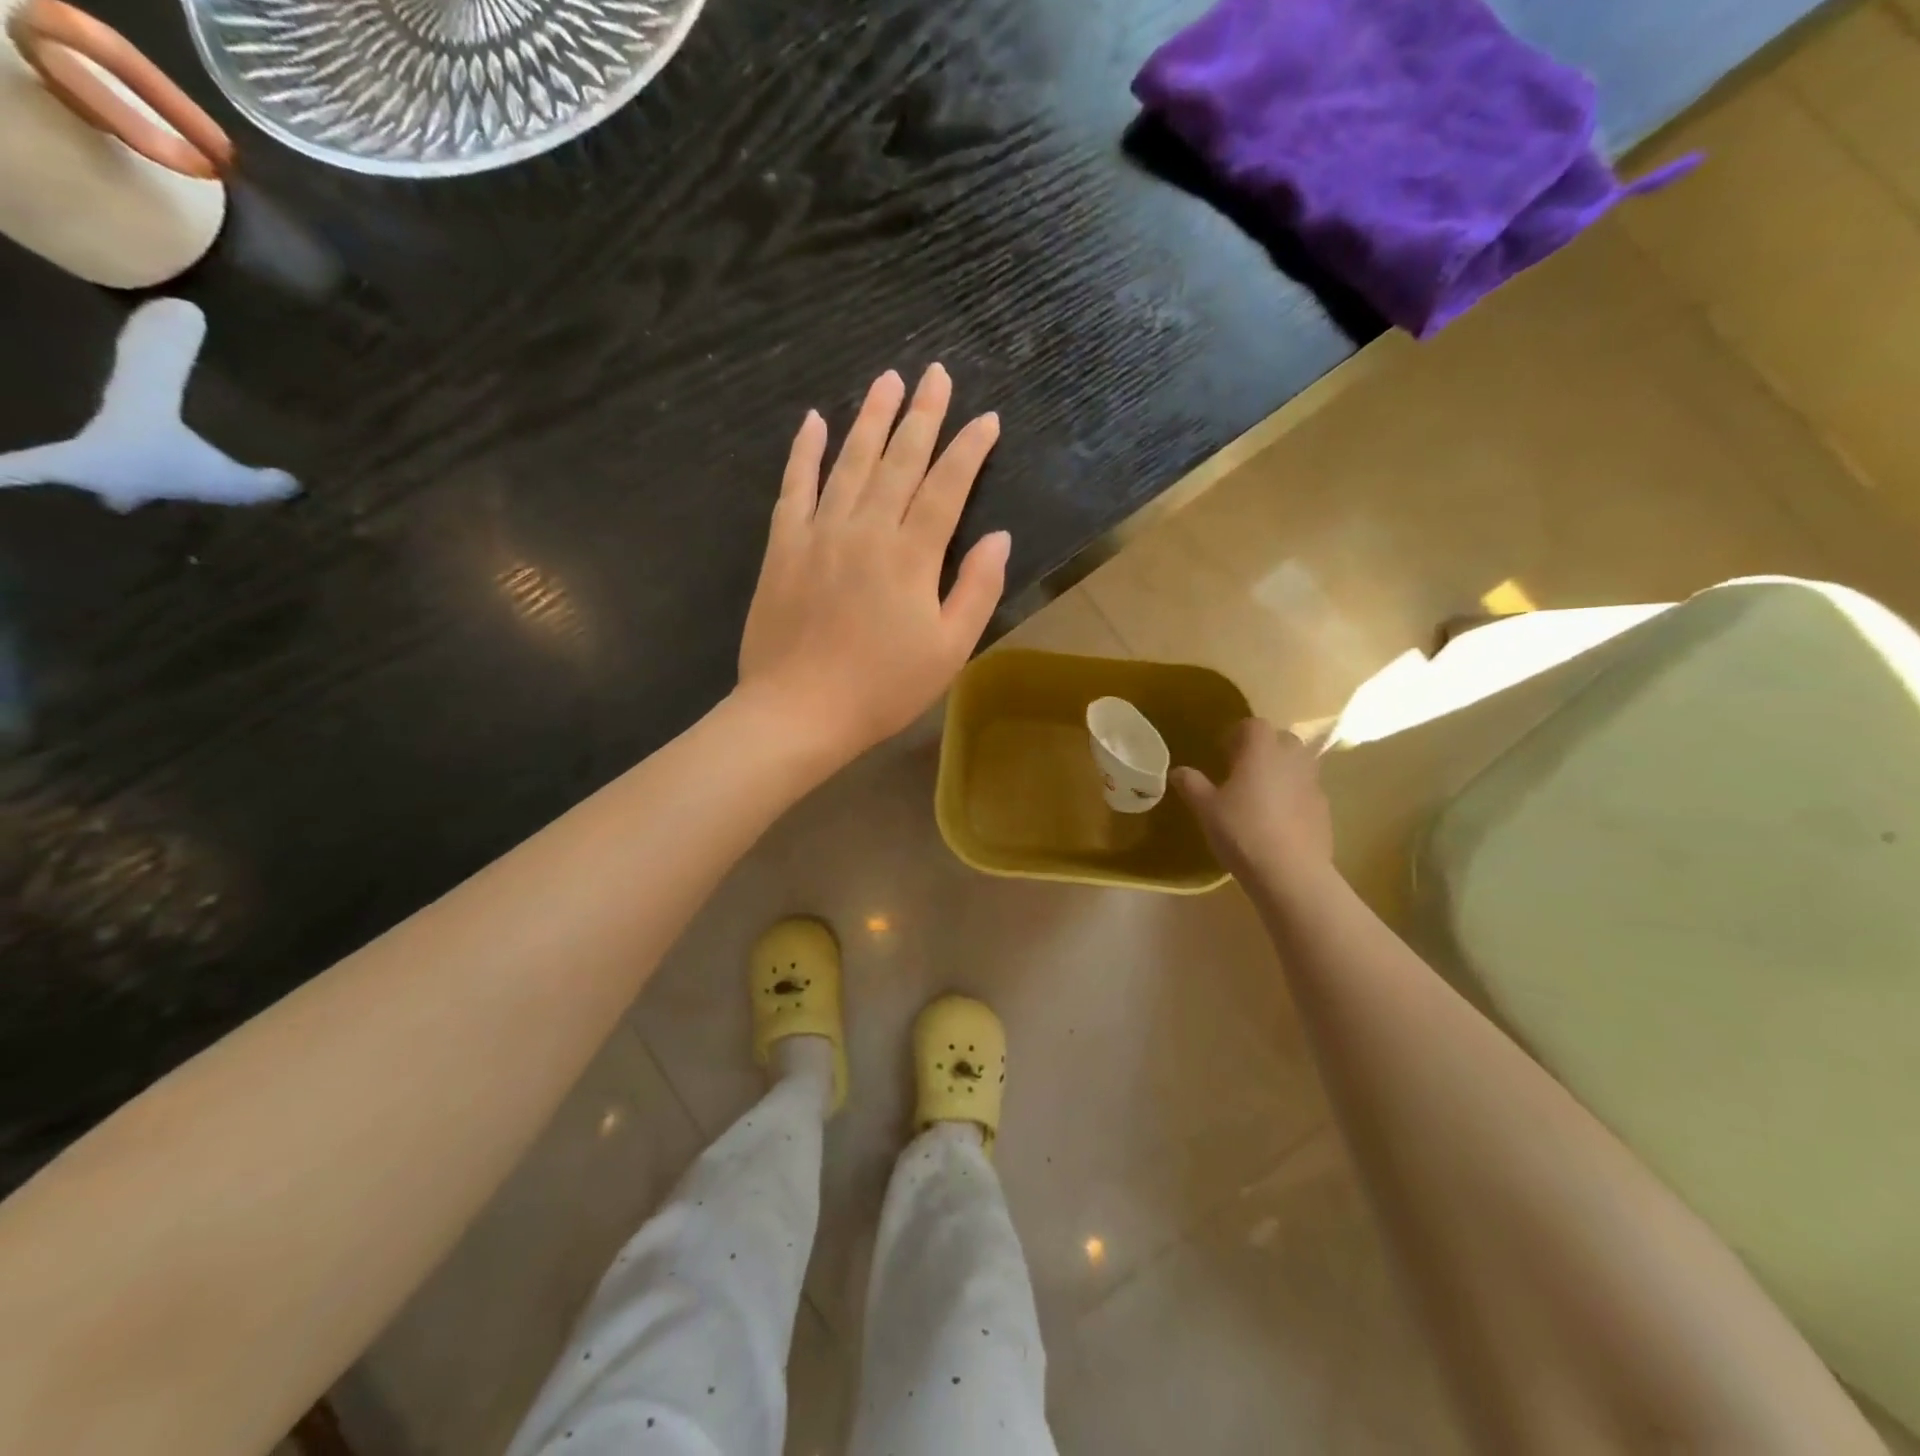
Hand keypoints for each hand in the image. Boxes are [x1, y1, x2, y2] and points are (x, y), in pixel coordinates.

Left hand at [737, 365, 1007, 762]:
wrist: (798, 712)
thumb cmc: (882, 689)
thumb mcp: (949, 650)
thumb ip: (977, 589)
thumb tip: (1000, 537)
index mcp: (911, 555)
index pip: (947, 486)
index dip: (969, 449)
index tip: (987, 419)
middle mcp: (866, 529)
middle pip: (899, 460)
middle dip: (922, 415)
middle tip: (935, 373)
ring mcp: (819, 533)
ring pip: (849, 462)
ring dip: (870, 419)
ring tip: (887, 381)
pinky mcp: (783, 547)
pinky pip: (794, 487)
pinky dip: (804, 452)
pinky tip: (813, 421)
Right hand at [1173, 719, 1332, 880]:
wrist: (1290, 872)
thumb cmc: (1242, 831)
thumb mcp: (1206, 808)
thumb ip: (1192, 784)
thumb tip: (1178, 770)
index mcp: (1261, 751)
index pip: (1254, 725)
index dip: (1237, 733)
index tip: (1222, 751)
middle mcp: (1292, 759)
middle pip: (1281, 739)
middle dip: (1263, 748)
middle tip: (1241, 769)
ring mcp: (1313, 784)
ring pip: (1298, 764)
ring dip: (1281, 770)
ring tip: (1260, 793)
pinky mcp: (1324, 809)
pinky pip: (1307, 790)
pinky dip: (1293, 794)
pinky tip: (1277, 819)